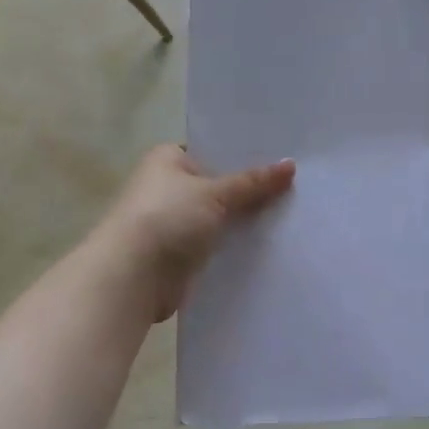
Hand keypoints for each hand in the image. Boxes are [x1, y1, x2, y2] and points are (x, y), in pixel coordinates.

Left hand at [97, 145, 294, 321]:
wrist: (133, 276)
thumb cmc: (167, 219)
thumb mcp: (214, 193)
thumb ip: (253, 182)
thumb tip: (291, 165)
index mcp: (167, 160)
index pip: (212, 151)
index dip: (244, 156)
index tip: (282, 160)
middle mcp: (167, 187)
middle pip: (218, 186)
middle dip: (249, 192)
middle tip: (296, 189)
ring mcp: (173, 223)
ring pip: (218, 218)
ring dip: (244, 222)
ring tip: (291, 217)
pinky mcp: (180, 255)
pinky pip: (215, 246)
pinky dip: (234, 247)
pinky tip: (268, 247)